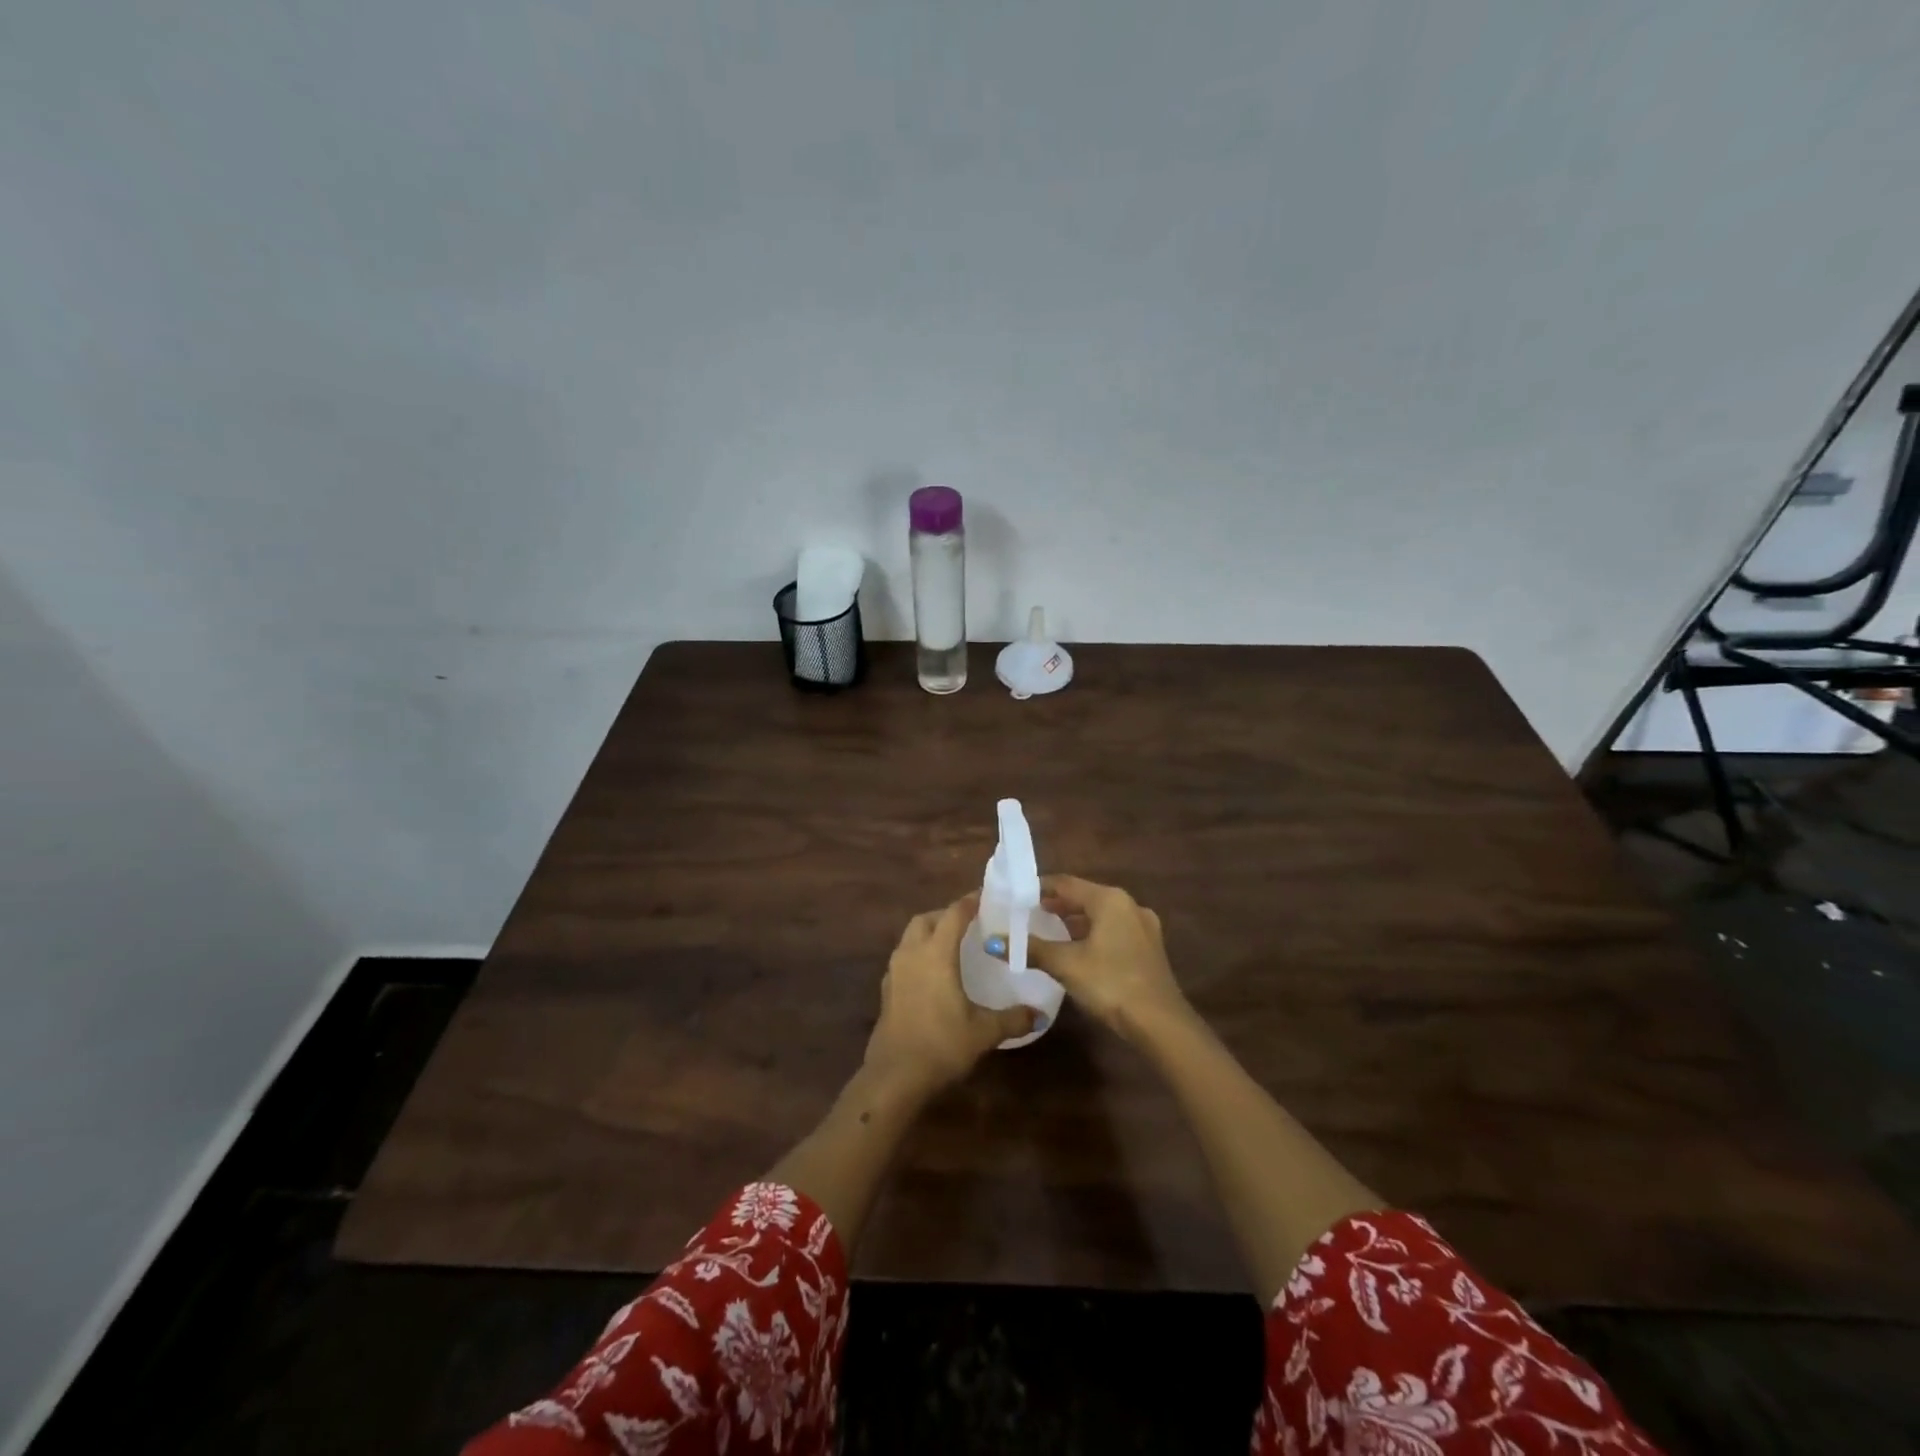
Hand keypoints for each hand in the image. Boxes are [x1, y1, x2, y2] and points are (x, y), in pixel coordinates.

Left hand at [864, 895, 1036, 1097]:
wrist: (894, 1076)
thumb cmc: (941, 1045)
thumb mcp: (983, 1032)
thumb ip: (1013, 1018)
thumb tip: (1040, 1014)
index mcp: (936, 954)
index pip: (954, 914)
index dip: (970, 902)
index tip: (987, 896)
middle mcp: (912, 953)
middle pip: (927, 919)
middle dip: (946, 914)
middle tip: (969, 922)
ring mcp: (895, 971)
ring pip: (911, 936)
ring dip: (930, 932)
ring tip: (952, 945)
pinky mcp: (887, 989)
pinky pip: (904, 957)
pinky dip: (919, 953)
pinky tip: (934, 974)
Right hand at [1027, 876, 1192, 1043]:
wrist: (1160, 1023)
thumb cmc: (1110, 983)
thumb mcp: (1065, 965)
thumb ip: (1031, 949)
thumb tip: (994, 942)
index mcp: (1109, 899)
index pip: (1066, 883)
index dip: (1040, 888)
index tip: (1017, 896)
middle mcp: (1129, 905)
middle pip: (1085, 897)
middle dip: (1057, 905)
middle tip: (1029, 914)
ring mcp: (1143, 927)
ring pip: (1101, 915)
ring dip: (1075, 921)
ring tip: (1049, 932)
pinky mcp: (1149, 949)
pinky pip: (1114, 931)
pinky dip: (1093, 934)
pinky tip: (1078, 951)